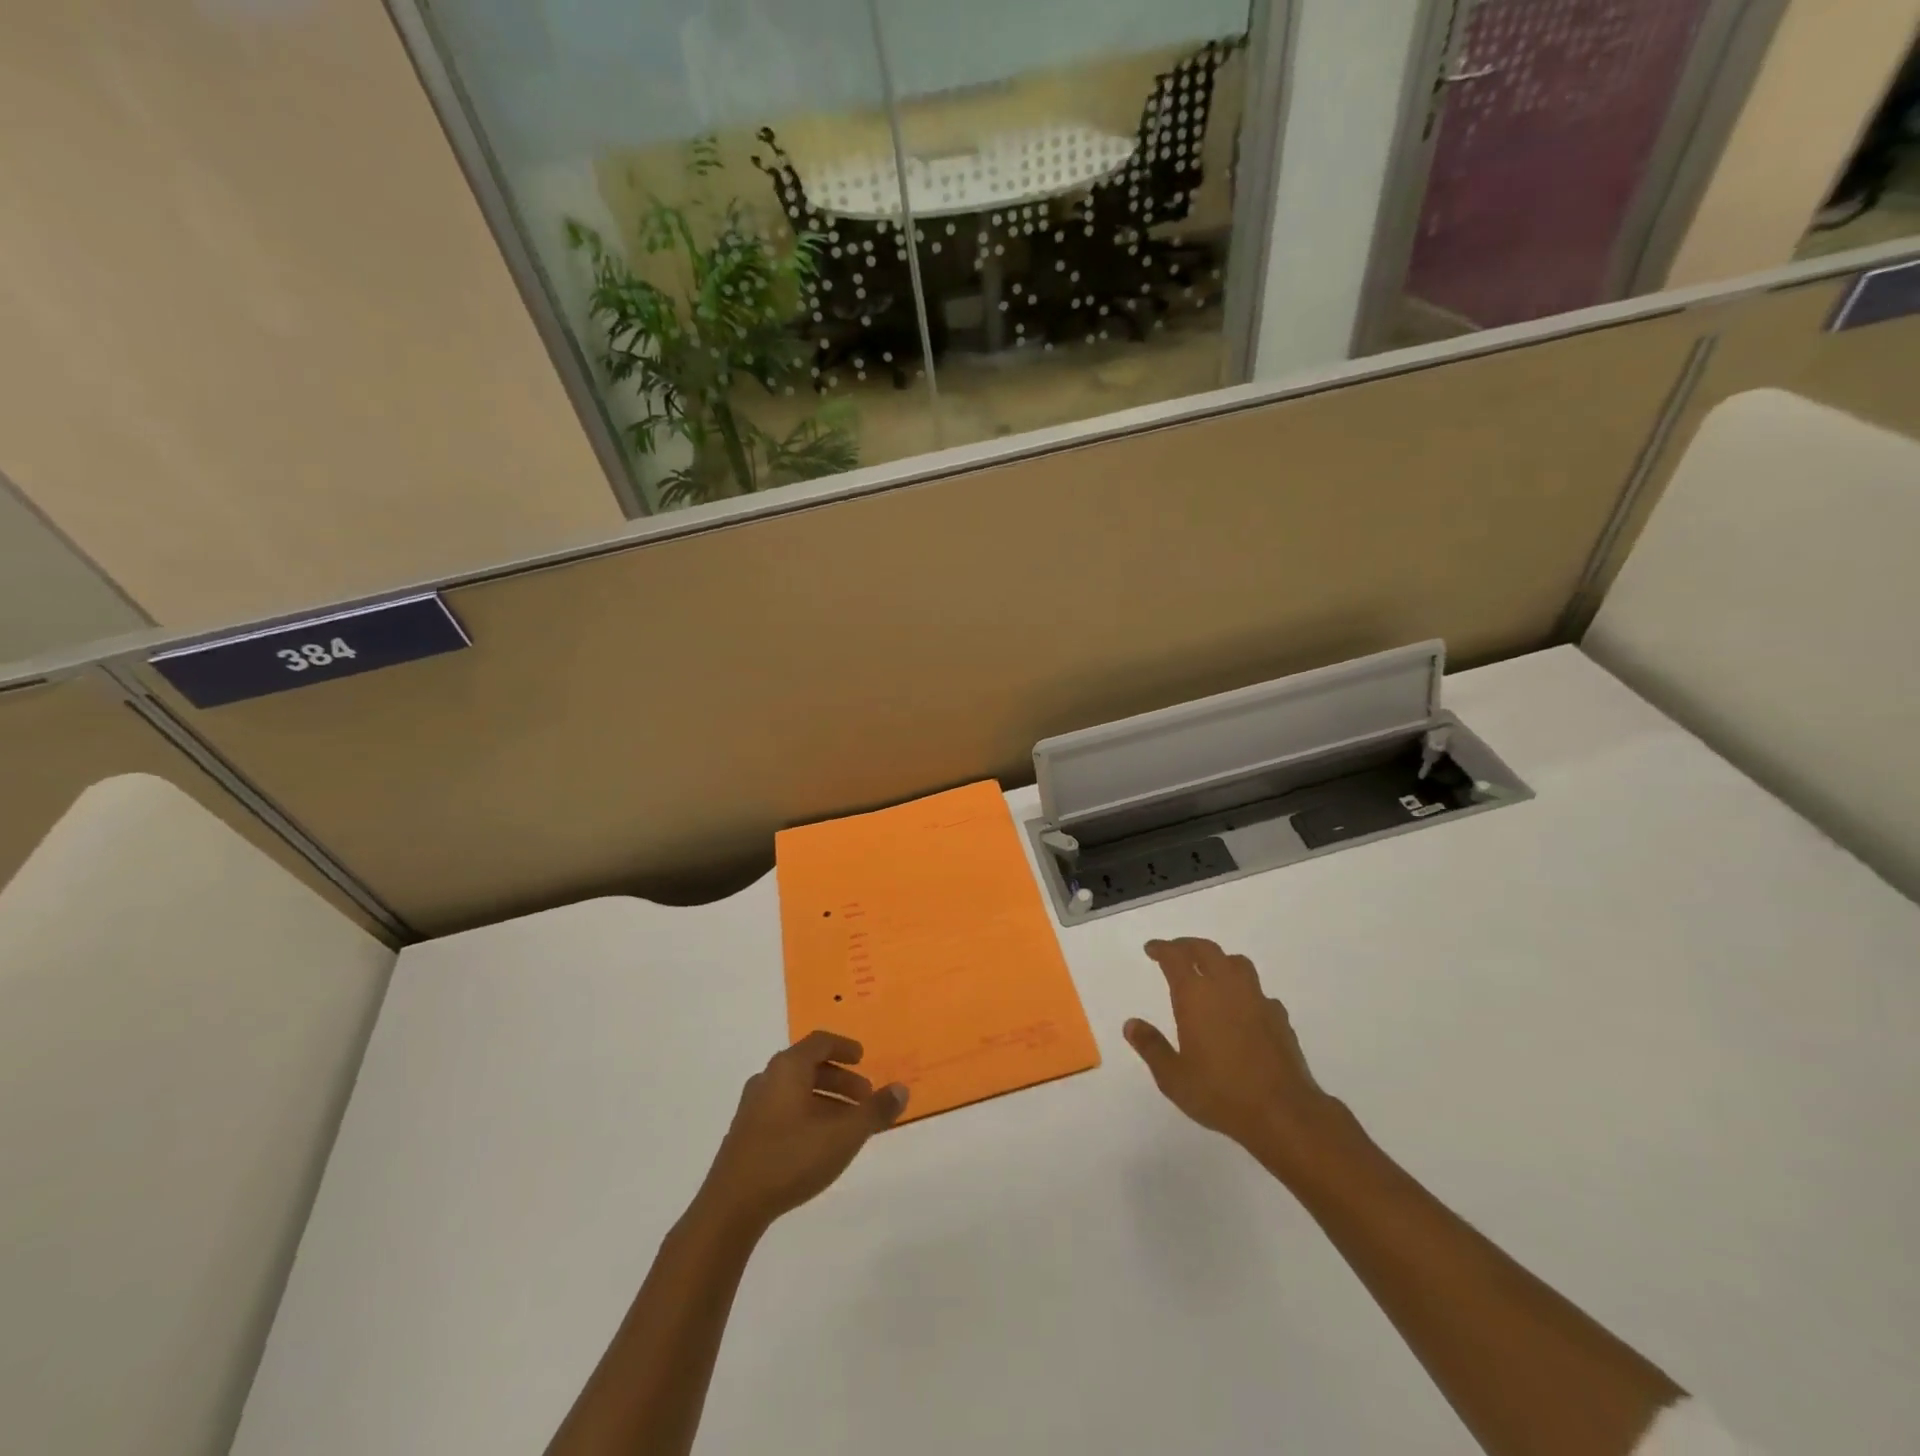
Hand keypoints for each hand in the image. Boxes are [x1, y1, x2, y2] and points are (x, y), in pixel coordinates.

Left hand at [697, 1031, 907, 1234]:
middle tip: (864, 1098)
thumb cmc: (791, 1158)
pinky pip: (783, 1110)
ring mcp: (752, 1107)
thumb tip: (901, 1088)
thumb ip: (875, 1110)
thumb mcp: (844, 1134)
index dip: (844, 1047)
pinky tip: (818, 1143)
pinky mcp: (745, 1134)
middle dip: (840, 1079)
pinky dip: (806, 1114)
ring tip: (847, 1124)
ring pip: (795, 1090)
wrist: (731, 1206)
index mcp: (788, 1068)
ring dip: (824, 1099)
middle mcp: (768, 1078)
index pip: (820, 1042)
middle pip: (808, 1066)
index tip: (863, 1058)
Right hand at [1124, 938, 1343, 1175]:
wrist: (1283, 1113)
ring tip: (1210, 971)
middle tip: (1175, 951)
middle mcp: (1226, 988)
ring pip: (1237, 963)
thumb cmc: (1220, 1093)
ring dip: (1219, 960)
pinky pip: (1258, 992)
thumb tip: (1131, 1024)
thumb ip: (1151, 1047)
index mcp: (1196, 996)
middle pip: (1206, 950)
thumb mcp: (1173, 1077)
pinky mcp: (1279, 1017)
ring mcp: (1257, 1000)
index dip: (1161, 949)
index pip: (1175, 957)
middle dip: (1187, 946)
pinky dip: (1245, 991)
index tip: (1151, 949)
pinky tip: (1243, 1008)